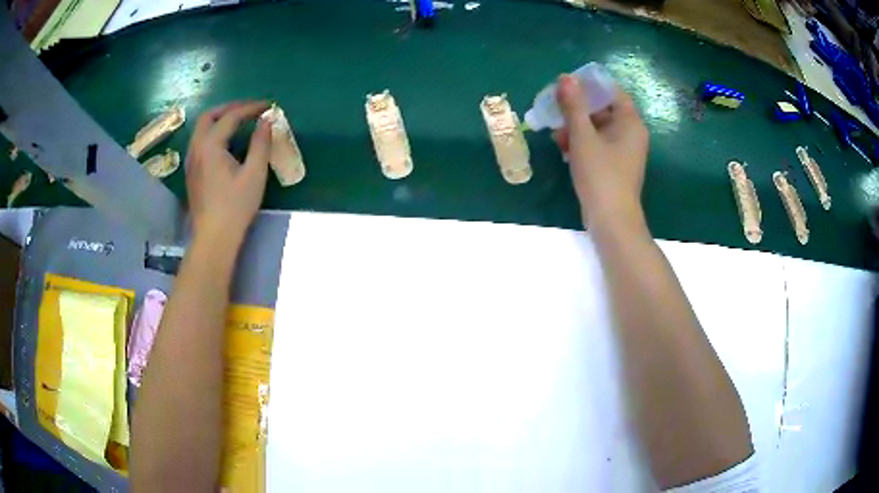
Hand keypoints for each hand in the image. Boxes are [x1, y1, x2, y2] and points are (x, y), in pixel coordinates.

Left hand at [185, 101, 270, 244]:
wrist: (214, 237)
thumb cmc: (235, 206)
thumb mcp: (254, 174)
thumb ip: (261, 143)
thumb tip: (266, 121)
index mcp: (211, 145)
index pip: (231, 116)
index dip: (251, 108)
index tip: (269, 106)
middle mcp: (196, 148)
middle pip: (209, 116)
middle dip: (230, 108)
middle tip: (250, 109)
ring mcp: (191, 160)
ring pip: (201, 128)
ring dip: (220, 119)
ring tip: (239, 121)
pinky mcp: (191, 172)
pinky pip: (200, 141)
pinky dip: (213, 132)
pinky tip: (226, 143)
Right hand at [554, 75, 648, 227]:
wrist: (611, 220)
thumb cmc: (600, 174)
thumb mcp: (583, 136)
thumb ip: (574, 106)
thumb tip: (566, 78)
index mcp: (630, 122)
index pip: (612, 91)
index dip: (590, 85)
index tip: (566, 85)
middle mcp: (631, 133)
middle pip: (603, 110)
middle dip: (578, 109)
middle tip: (554, 108)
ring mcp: (624, 151)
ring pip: (598, 128)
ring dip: (576, 127)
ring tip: (555, 133)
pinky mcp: (615, 166)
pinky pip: (598, 145)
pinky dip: (582, 143)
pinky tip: (563, 148)